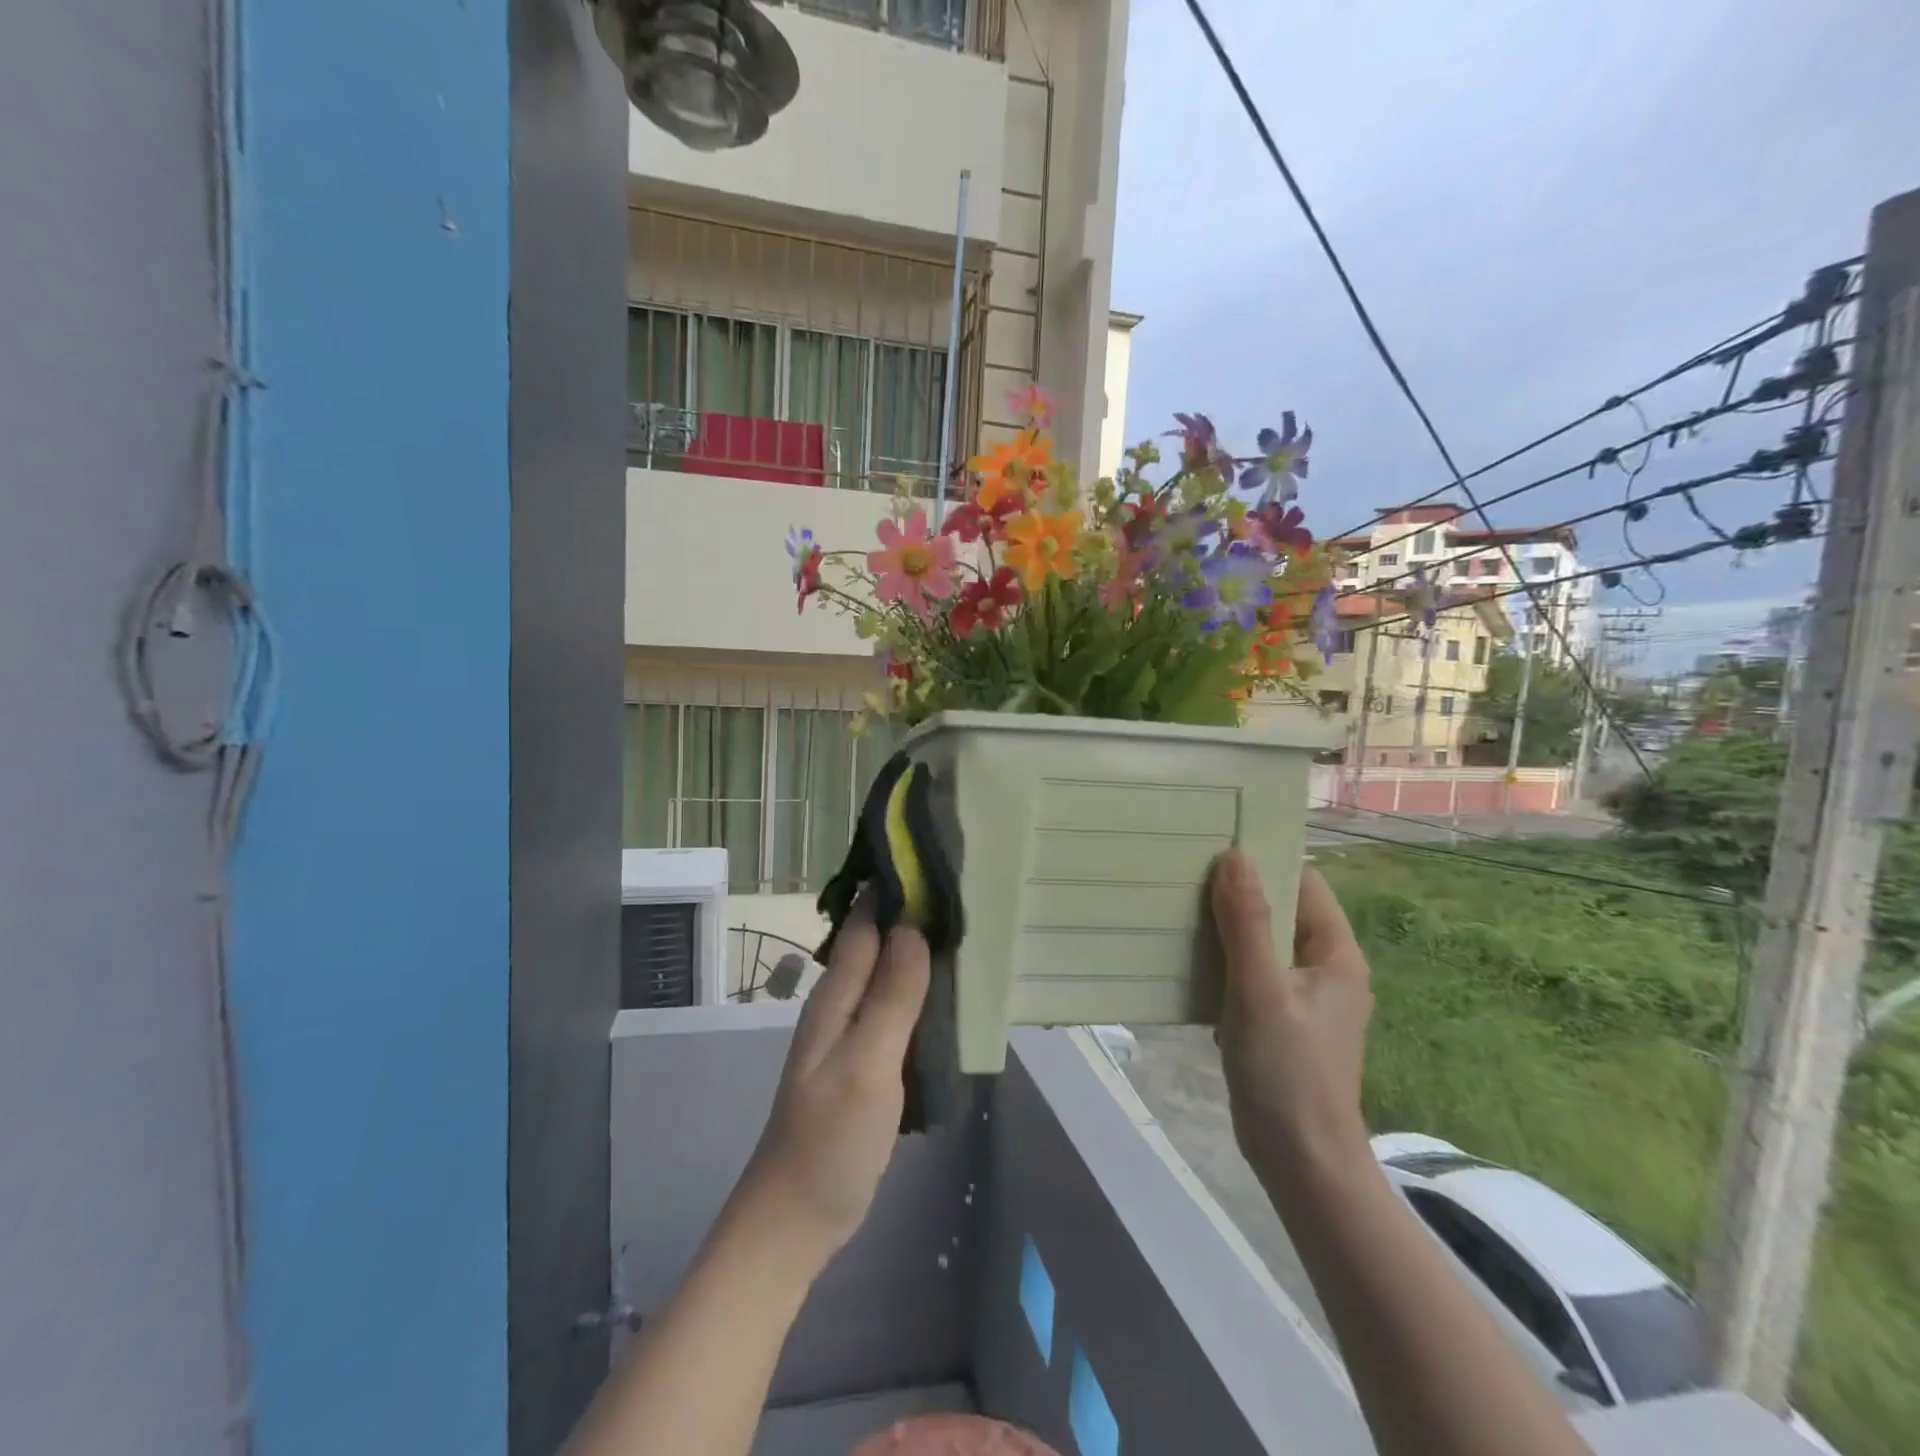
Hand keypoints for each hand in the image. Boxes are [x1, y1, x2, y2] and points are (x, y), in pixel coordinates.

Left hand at [733, 897, 930, 1266]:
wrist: (796, 1220)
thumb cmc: (829, 1141)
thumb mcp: (866, 1065)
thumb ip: (891, 998)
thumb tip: (914, 927)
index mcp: (835, 996)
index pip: (864, 923)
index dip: (893, 889)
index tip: (935, 859)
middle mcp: (841, 1005)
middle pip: (877, 944)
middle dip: (912, 913)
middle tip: (965, 890)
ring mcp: (852, 1036)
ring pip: (889, 975)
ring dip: (918, 951)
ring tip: (967, 930)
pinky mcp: (866, 1062)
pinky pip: (896, 1009)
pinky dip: (920, 990)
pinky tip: (949, 991)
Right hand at [1212, 850, 1374, 1188]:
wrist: (1300, 1161)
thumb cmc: (1287, 1071)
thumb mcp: (1261, 990)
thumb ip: (1246, 923)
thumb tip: (1234, 856)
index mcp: (1335, 954)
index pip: (1304, 883)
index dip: (1265, 860)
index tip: (1216, 844)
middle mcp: (1324, 968)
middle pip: (1280, 910)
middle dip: (1237, 892)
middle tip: (1185, 871)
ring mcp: (1301, 996)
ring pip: (1261, 942)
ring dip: (1225, 926)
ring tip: (1178, 904)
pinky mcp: (1279, 1019)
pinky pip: (1250, 972)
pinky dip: (1223, 960)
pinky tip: (1186, 956)